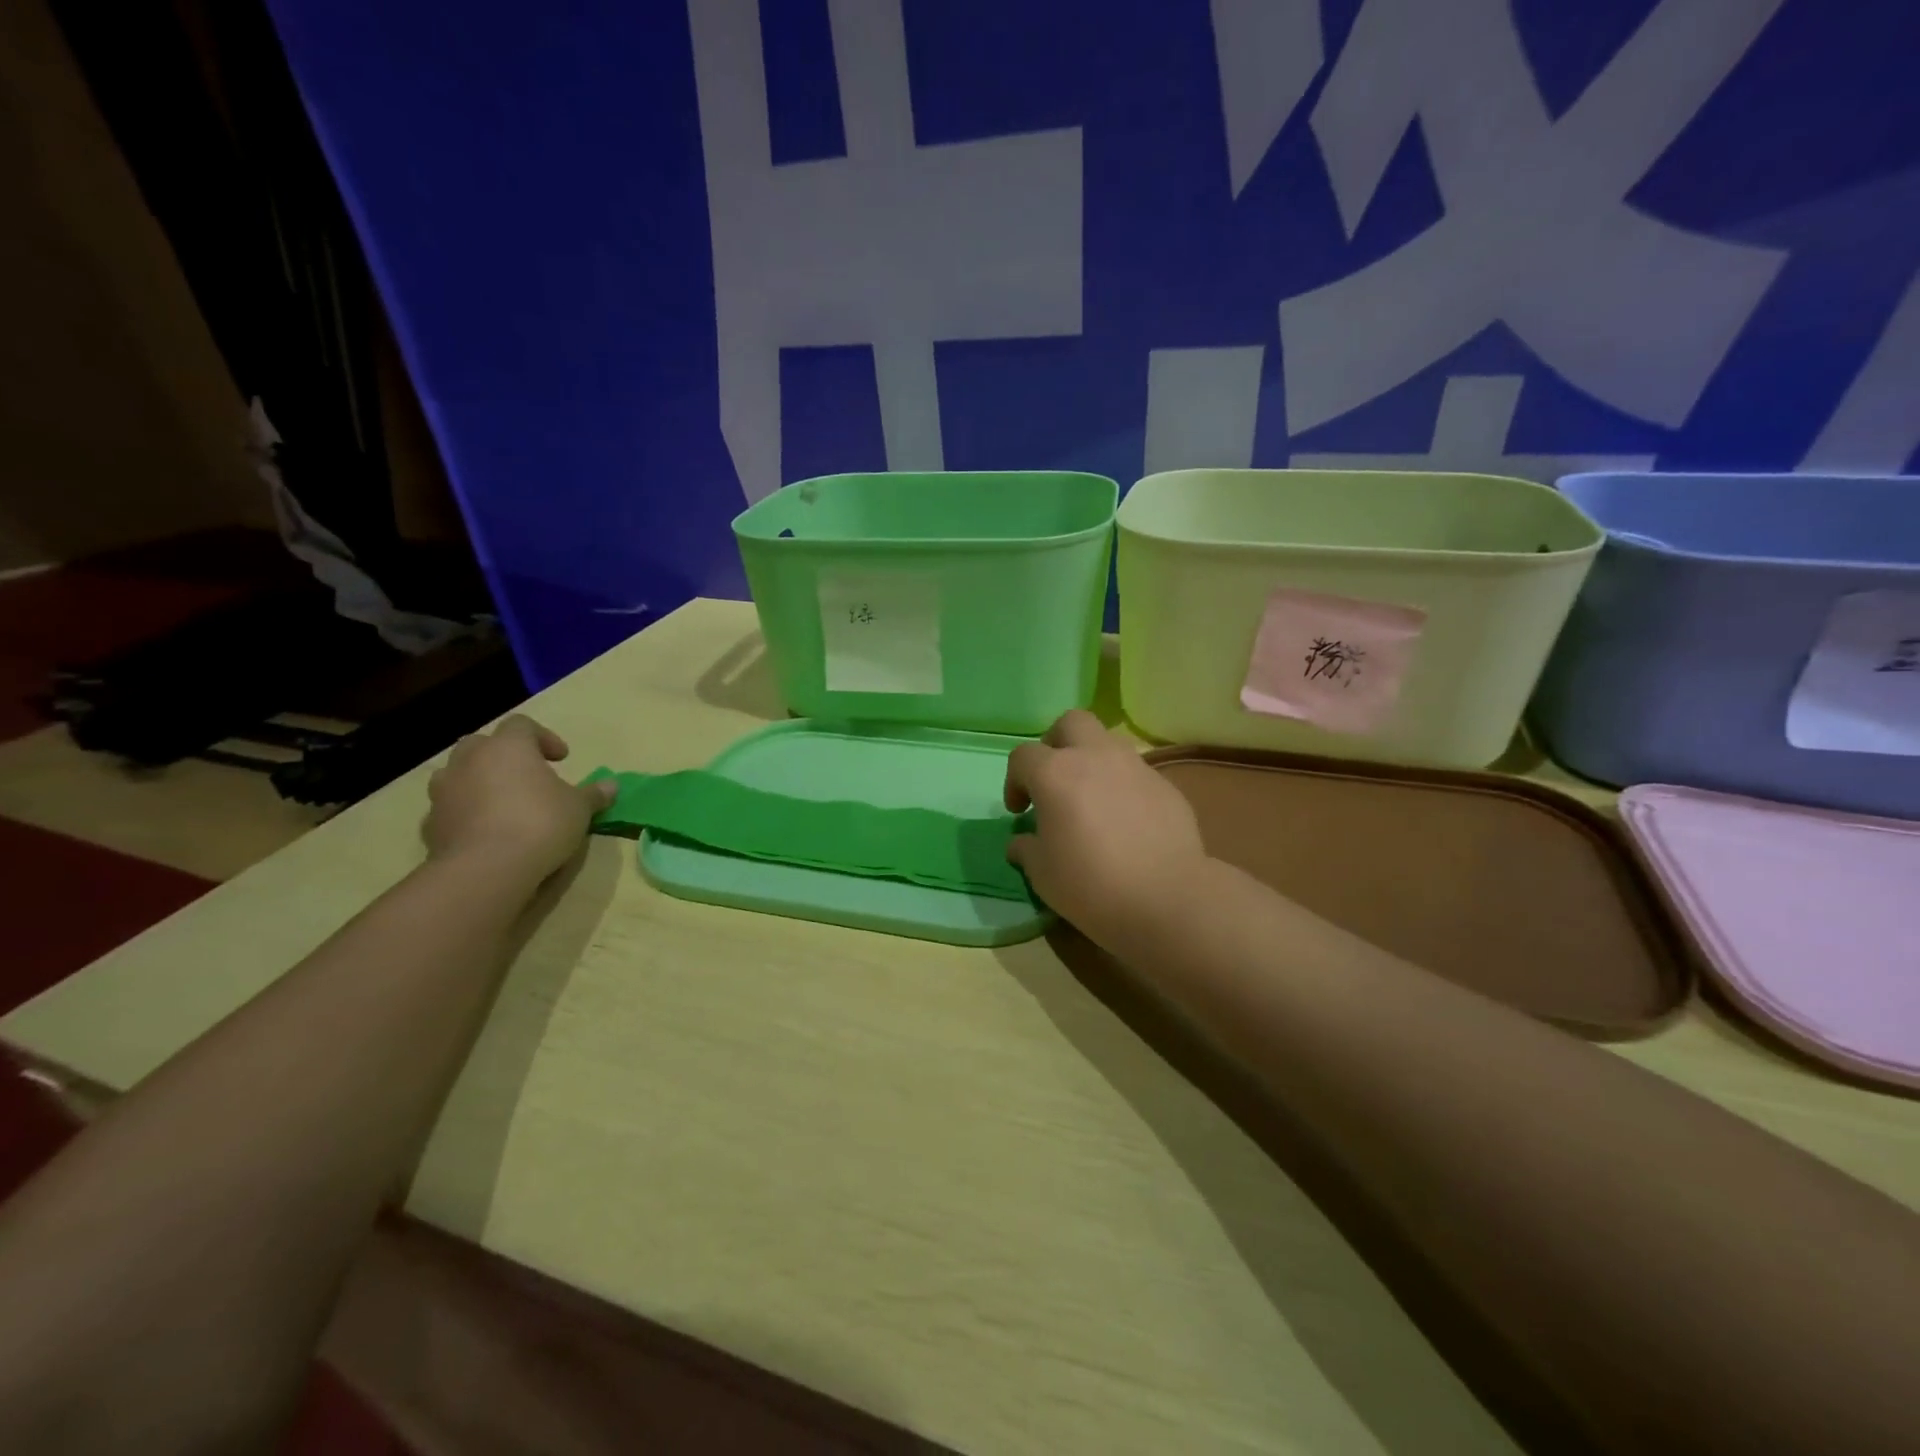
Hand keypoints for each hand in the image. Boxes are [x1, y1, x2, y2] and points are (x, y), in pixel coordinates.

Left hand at [423, 715, 615, 881]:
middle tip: (526, 776)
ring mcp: (444, 791)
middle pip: (482, 744)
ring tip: (502, 803)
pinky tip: (486, 832)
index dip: (543, 738)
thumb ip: (593, 794)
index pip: (522, 725)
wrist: (486, 869)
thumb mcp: (579, 808)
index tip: (561, 759)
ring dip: (478, 782)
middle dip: (503, 756)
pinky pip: (450, 808)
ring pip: (458, 774)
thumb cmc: (540, 823)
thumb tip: (611, 786)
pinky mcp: (430, 824)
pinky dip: (466, 813)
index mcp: (508, 747)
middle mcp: (470, 760)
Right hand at [1004, 710, 1212, 947]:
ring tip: (1091, 801)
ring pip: (1108, 743)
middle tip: (1054, 779)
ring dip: (1092, 761)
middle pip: (1070, 723)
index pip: (1023, 756)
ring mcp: (1136, 767)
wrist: (1166, 898)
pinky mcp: (1166, 786)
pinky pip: (1136, 773)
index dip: (1014, 780)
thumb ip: (1027, 849)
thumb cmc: (1091, 884)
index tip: (1020, 811)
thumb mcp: (1042, 874)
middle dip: (1056, 743)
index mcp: (1056, 773)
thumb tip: (1022, 841)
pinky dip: (1123, 787)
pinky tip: (1125, 822)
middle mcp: (1096, 757)